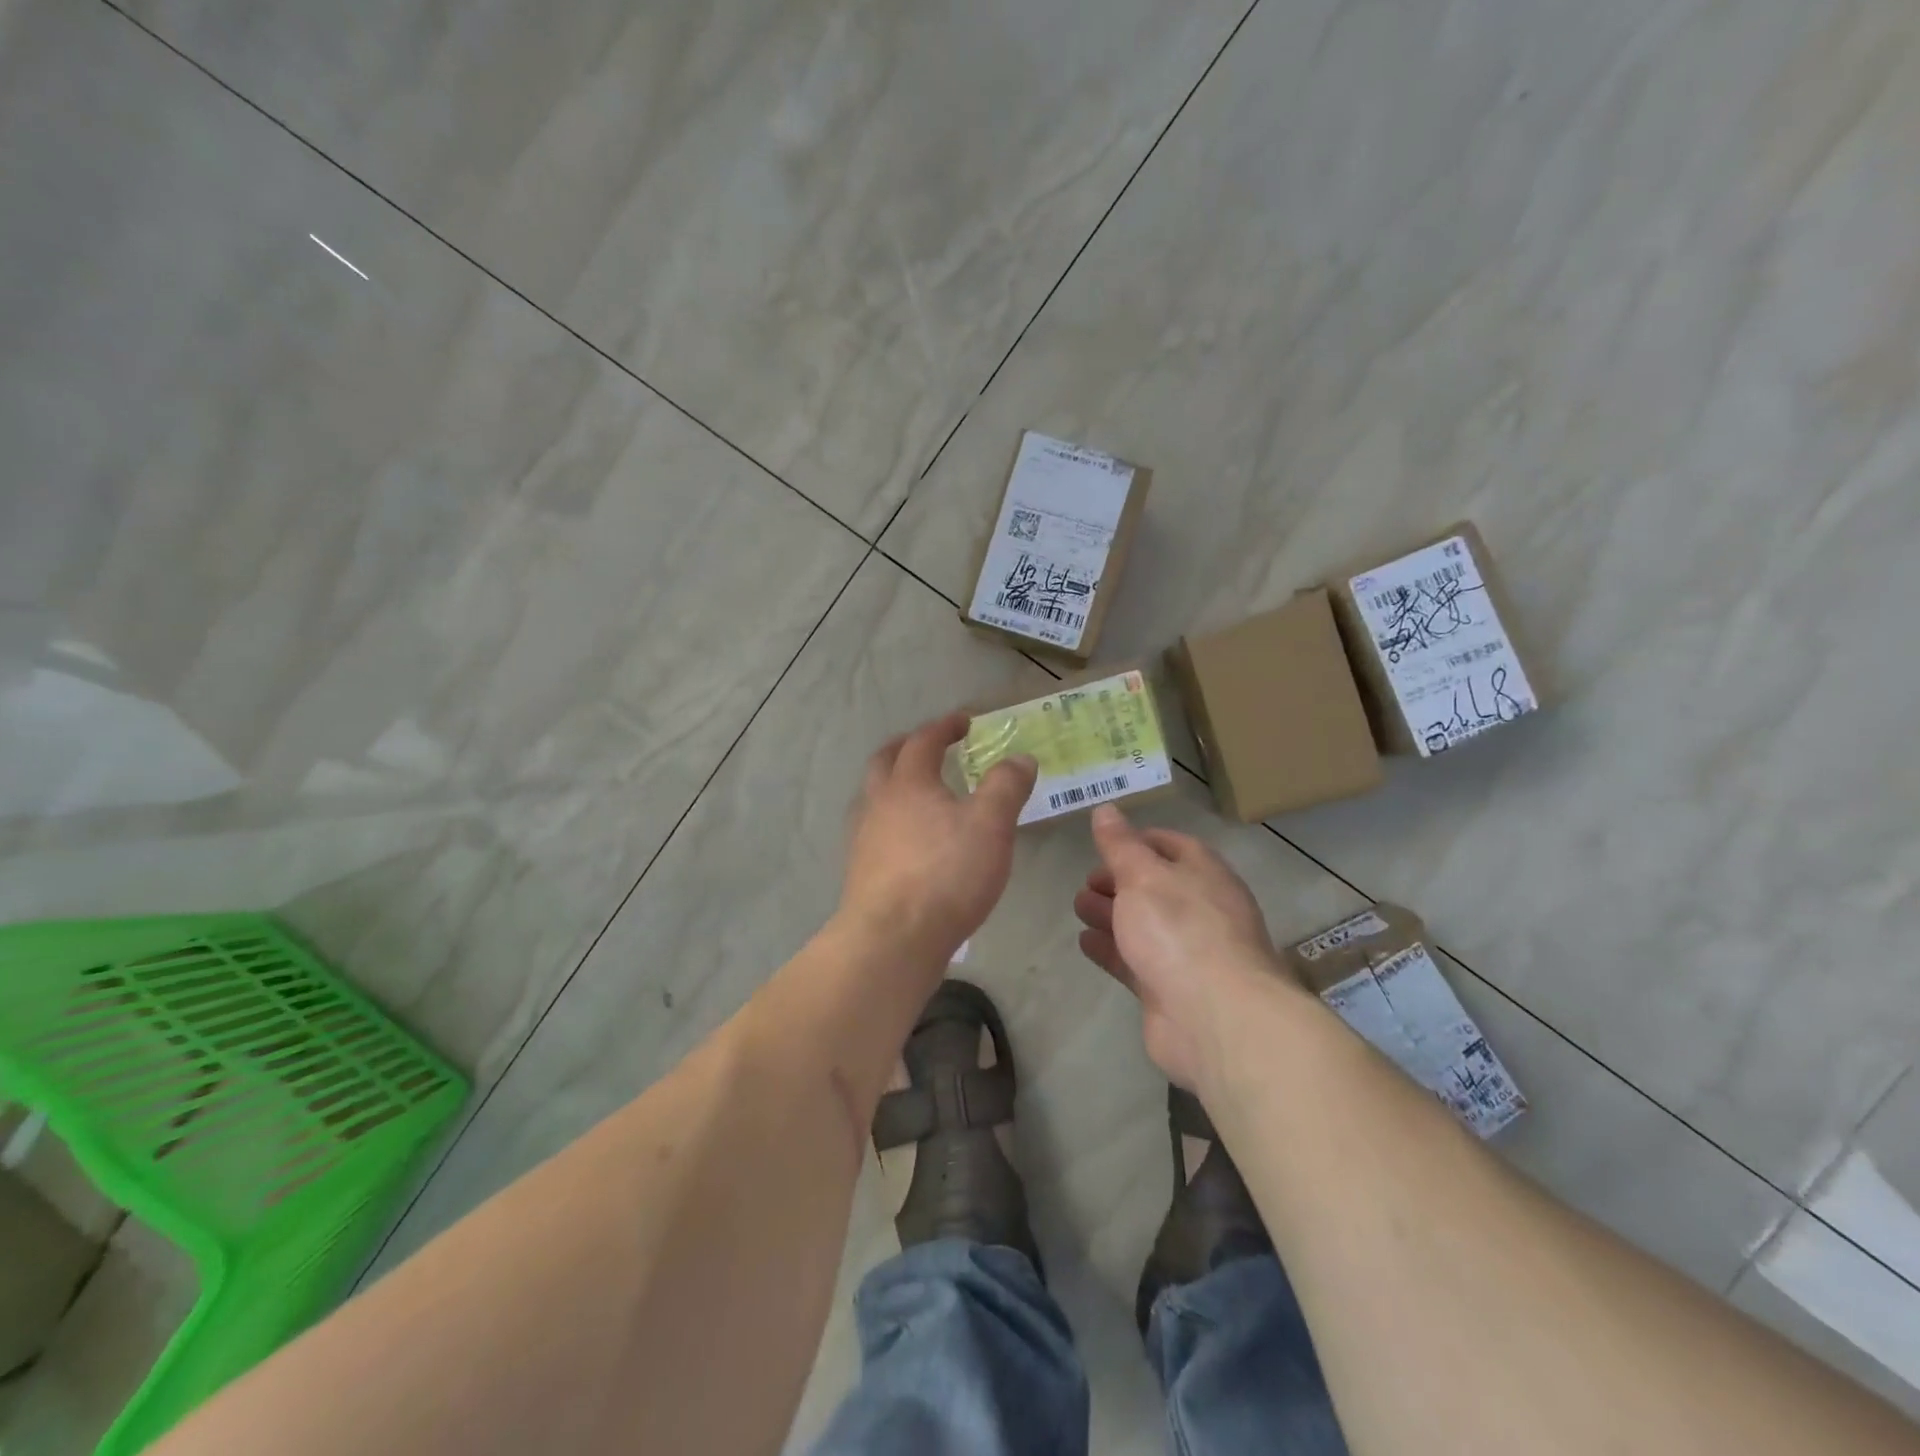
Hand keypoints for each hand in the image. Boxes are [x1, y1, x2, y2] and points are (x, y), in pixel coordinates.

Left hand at [841, 711, 1037, 963]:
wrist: (892, 939)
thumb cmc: (946, 874)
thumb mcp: (991, 825)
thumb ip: (1006, 786)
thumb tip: (1020, 758)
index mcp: (908, 783)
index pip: (923, 741)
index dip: (944, 727)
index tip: (964, 721)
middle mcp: (878, 803)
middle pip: (885, 761)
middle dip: (907, 747)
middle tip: (929, 746)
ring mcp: (863, 838)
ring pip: (873, 796)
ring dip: (893, 784)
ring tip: (919, 794)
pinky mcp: (860, 871)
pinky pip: (873, 830)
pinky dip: (891, 820)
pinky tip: (908, 841)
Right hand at [1073, 804, 1286, 1087]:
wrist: (1214, 1018)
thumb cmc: (1179, 930)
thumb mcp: (1143, 875)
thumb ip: (1120, 845)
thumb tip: (1106, 809)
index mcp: (1204, 874)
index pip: (1171, 845)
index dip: (1137, 840)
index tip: (1104, 842)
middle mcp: (1200, 909)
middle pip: (1156, 887)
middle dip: (1119, 881)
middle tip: (1085, 881)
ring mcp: (1187, 952)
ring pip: (1144, 925)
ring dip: (1111, 914)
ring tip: (1078, 907)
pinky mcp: (1170, 989)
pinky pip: (1135, 961)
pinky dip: (1111, 949)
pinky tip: (1084, 942)